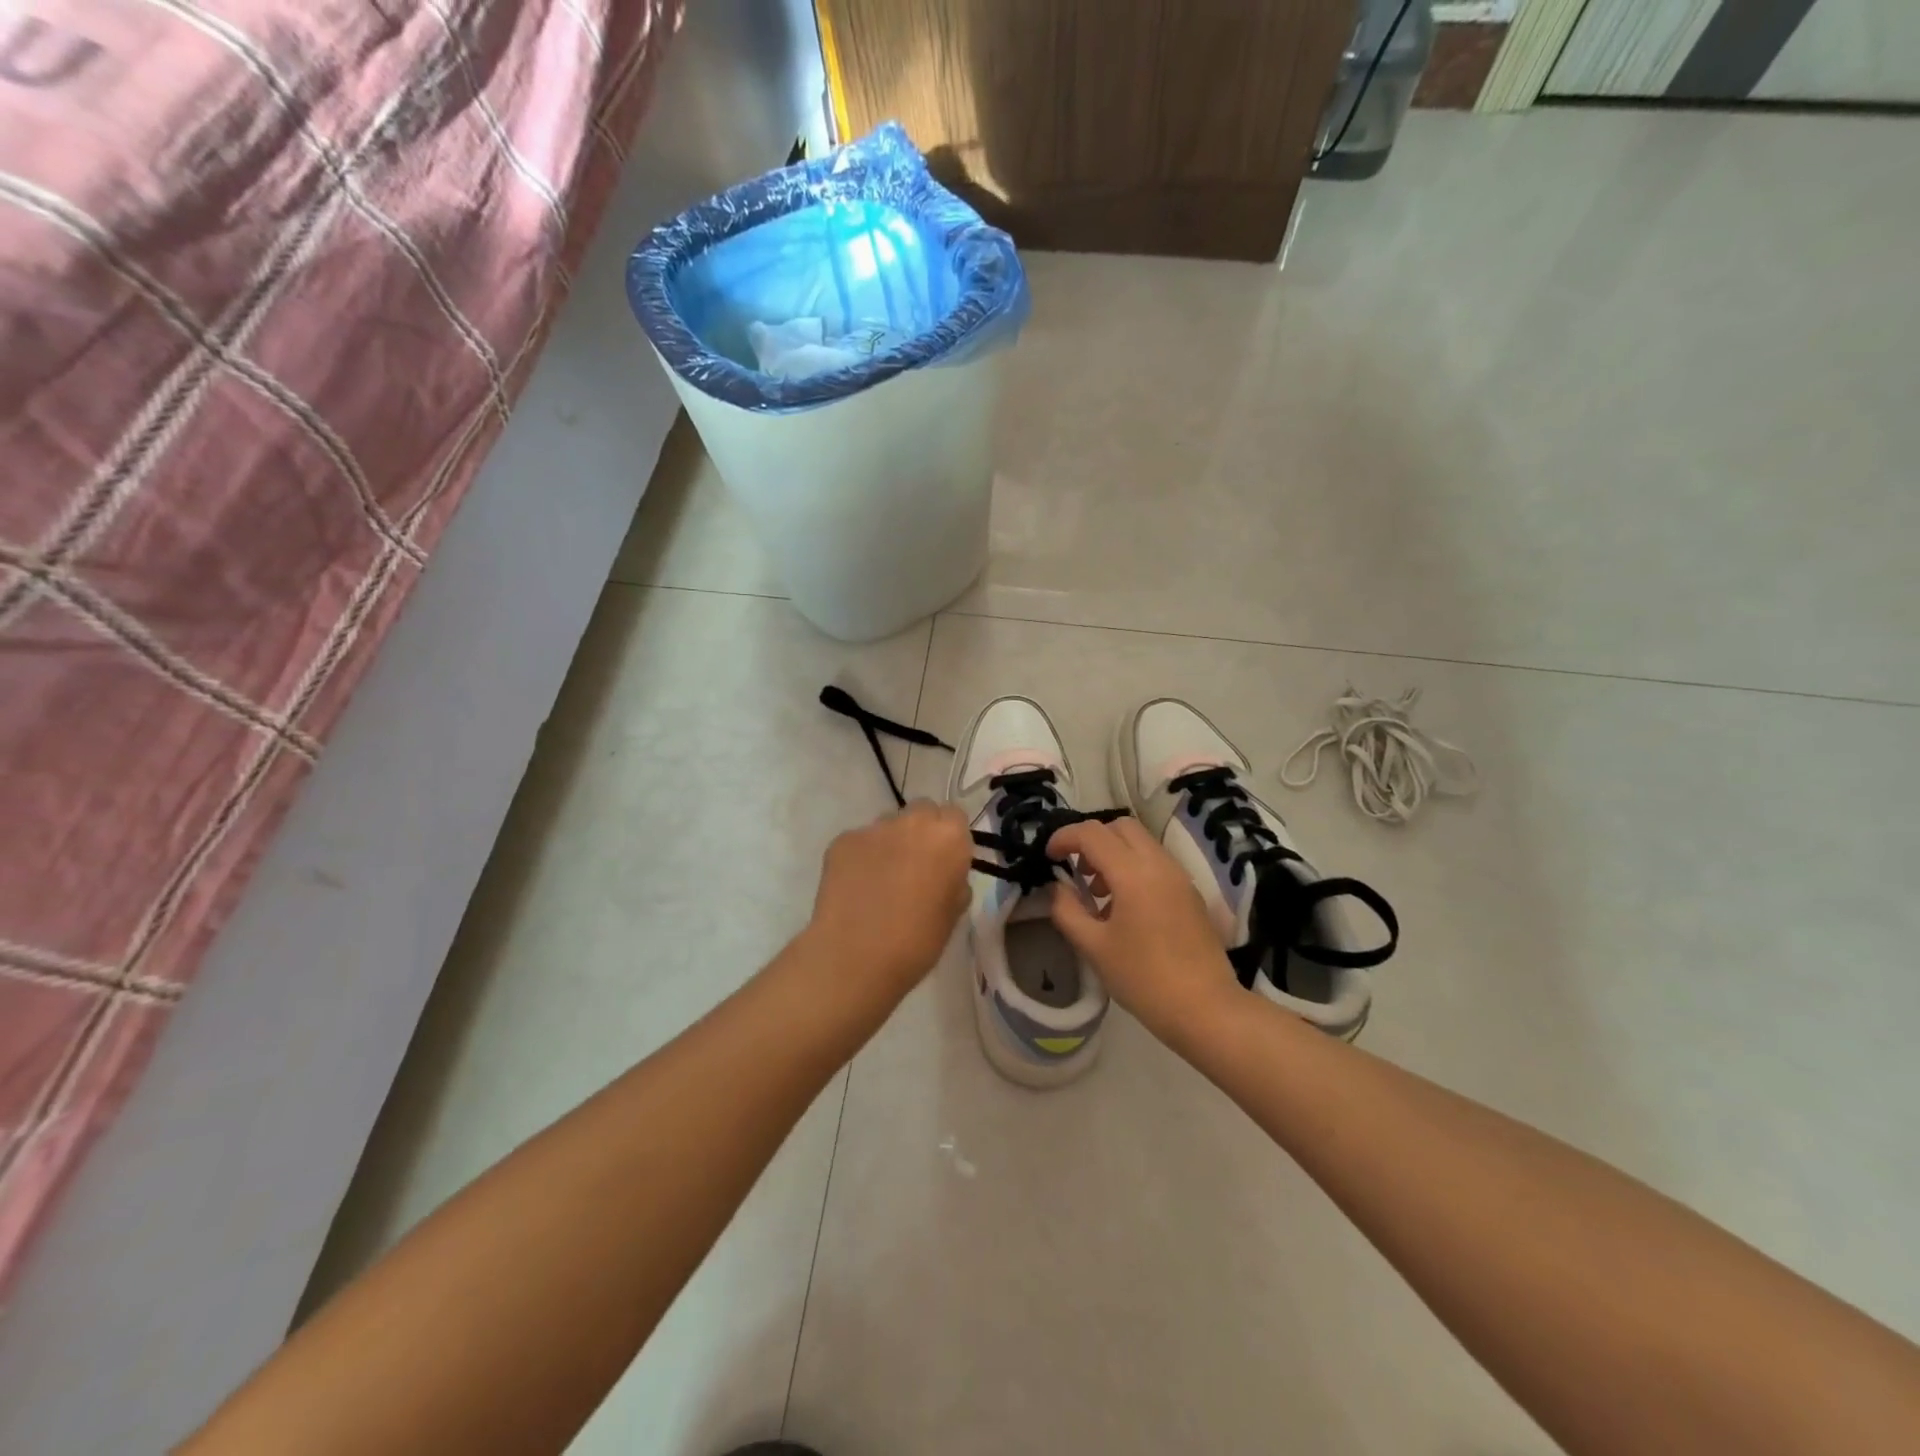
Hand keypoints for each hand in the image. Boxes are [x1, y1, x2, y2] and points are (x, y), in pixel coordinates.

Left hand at [803, 800, 972, 1003]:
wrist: (855, 957)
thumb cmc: (917, 942)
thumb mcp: (953, 913)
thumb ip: (954, 881)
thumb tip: (945, 875)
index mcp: (948, 837)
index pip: (955, 817)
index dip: (950, 838)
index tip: (945, 862)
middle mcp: (912, 821)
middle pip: (922, 811)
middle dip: (921, 832)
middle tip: (915, 866)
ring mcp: (873, 828)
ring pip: (888, 825)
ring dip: (890, 843)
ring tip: (881, 879)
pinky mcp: (842, 840)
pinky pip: (859, 841)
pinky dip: (861, 857)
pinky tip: (856, 887)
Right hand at [1046, 818, 1241, 1053]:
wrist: (1206, 1009)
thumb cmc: (1144, 979)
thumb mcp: (1094, 947)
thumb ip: (1067, 911)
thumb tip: (1056, 888)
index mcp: (1132, 873)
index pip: (1092, 833)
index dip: (1064, 838)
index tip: (1048, 857)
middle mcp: (1158, 864)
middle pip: (1120, 827)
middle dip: (1092, 840)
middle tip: (1076, 870)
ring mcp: (1179, 876)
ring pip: (1140, 842)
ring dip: (1113, 853)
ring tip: (1098, 893)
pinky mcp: (1190, 893)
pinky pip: (1155, 862)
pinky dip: (1133, 867)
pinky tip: (1123, 907)